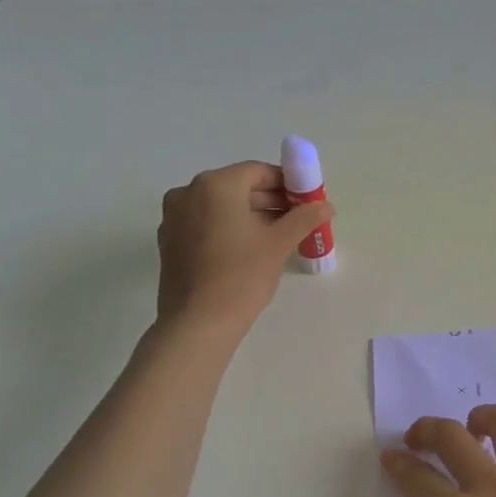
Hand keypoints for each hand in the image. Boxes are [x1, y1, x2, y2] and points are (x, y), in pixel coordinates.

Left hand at [154, 161, 332, 331]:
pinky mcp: (170, 241)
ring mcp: (174, 217)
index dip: (287, 183)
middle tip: (298, 220)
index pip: (258, 172)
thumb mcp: (279, 244)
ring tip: (279, 236)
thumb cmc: (241, 276)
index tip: (307, 201)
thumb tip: (326, 206)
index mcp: (215, 185)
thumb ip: (304, 218)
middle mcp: (189, 193)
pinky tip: (250, 249)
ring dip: (251, 215)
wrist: (197, 324)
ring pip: (221, 206)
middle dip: (270, 200)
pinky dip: (229, 228)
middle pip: (238, 187)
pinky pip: (206, 223)